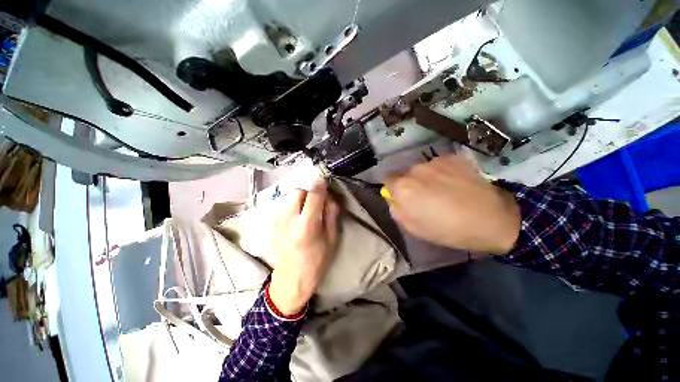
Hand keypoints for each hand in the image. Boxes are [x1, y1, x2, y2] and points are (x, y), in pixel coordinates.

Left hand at [269, 178, 339, 315]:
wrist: (292, 280)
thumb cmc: (317, 261)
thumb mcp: (332, 239)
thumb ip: (331, 215)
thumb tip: (330, 198)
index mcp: (307, 225)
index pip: (313, 196)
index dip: (319, 185)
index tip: (323, 178)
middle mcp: (290, 220)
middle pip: (297, 192)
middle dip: (308, 193)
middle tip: (315, 203)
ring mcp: (279, 222)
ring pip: (289, 198)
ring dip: (300, 199)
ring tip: (306, 211)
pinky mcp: (273, 225)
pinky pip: (284, 206)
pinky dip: (293, 206)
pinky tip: (297, 219)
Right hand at [384, 154, 520, 254]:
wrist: (492, 218)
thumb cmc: (448, 229)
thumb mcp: (414, 228)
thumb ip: (396, 210)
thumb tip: (393, 197)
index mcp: (403, 188)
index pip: (387, 179)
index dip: (394, 189)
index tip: (404, 197)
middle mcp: (415, 169)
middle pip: (405, 174)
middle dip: (411, 184)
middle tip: (426, 197)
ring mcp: (435, 161)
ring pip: (422, 169)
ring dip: (426, 178)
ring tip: (444, 190)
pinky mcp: (452, 157)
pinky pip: (438, 165)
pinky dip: (442, 172)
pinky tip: (456, 183)